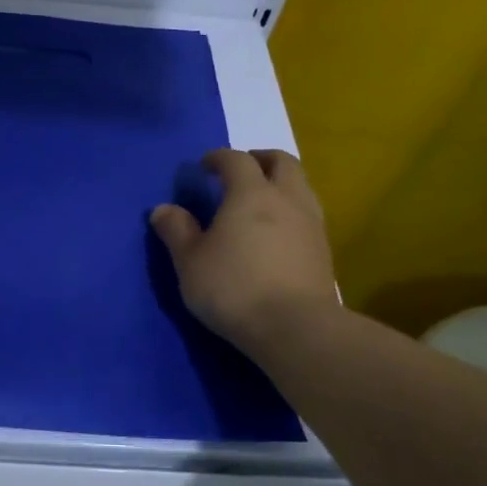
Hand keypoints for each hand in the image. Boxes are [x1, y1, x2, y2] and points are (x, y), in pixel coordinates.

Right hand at [150, 148, 339, 352]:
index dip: (219, 158)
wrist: (295, 327)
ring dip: (280, 183)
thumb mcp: (190, 262)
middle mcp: (287, 198)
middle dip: (259, 159)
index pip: (236, 160)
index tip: (205, 166)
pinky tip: (277, 232)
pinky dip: (291, 210)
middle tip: (240, 171)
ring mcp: (311, 223)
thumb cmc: (233, 288)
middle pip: (282, 162)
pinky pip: (308, 214)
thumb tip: (163, 209)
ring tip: (260, 201)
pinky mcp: (323, 249)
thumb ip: (177, 231)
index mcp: (251, 194)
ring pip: (301, 186)